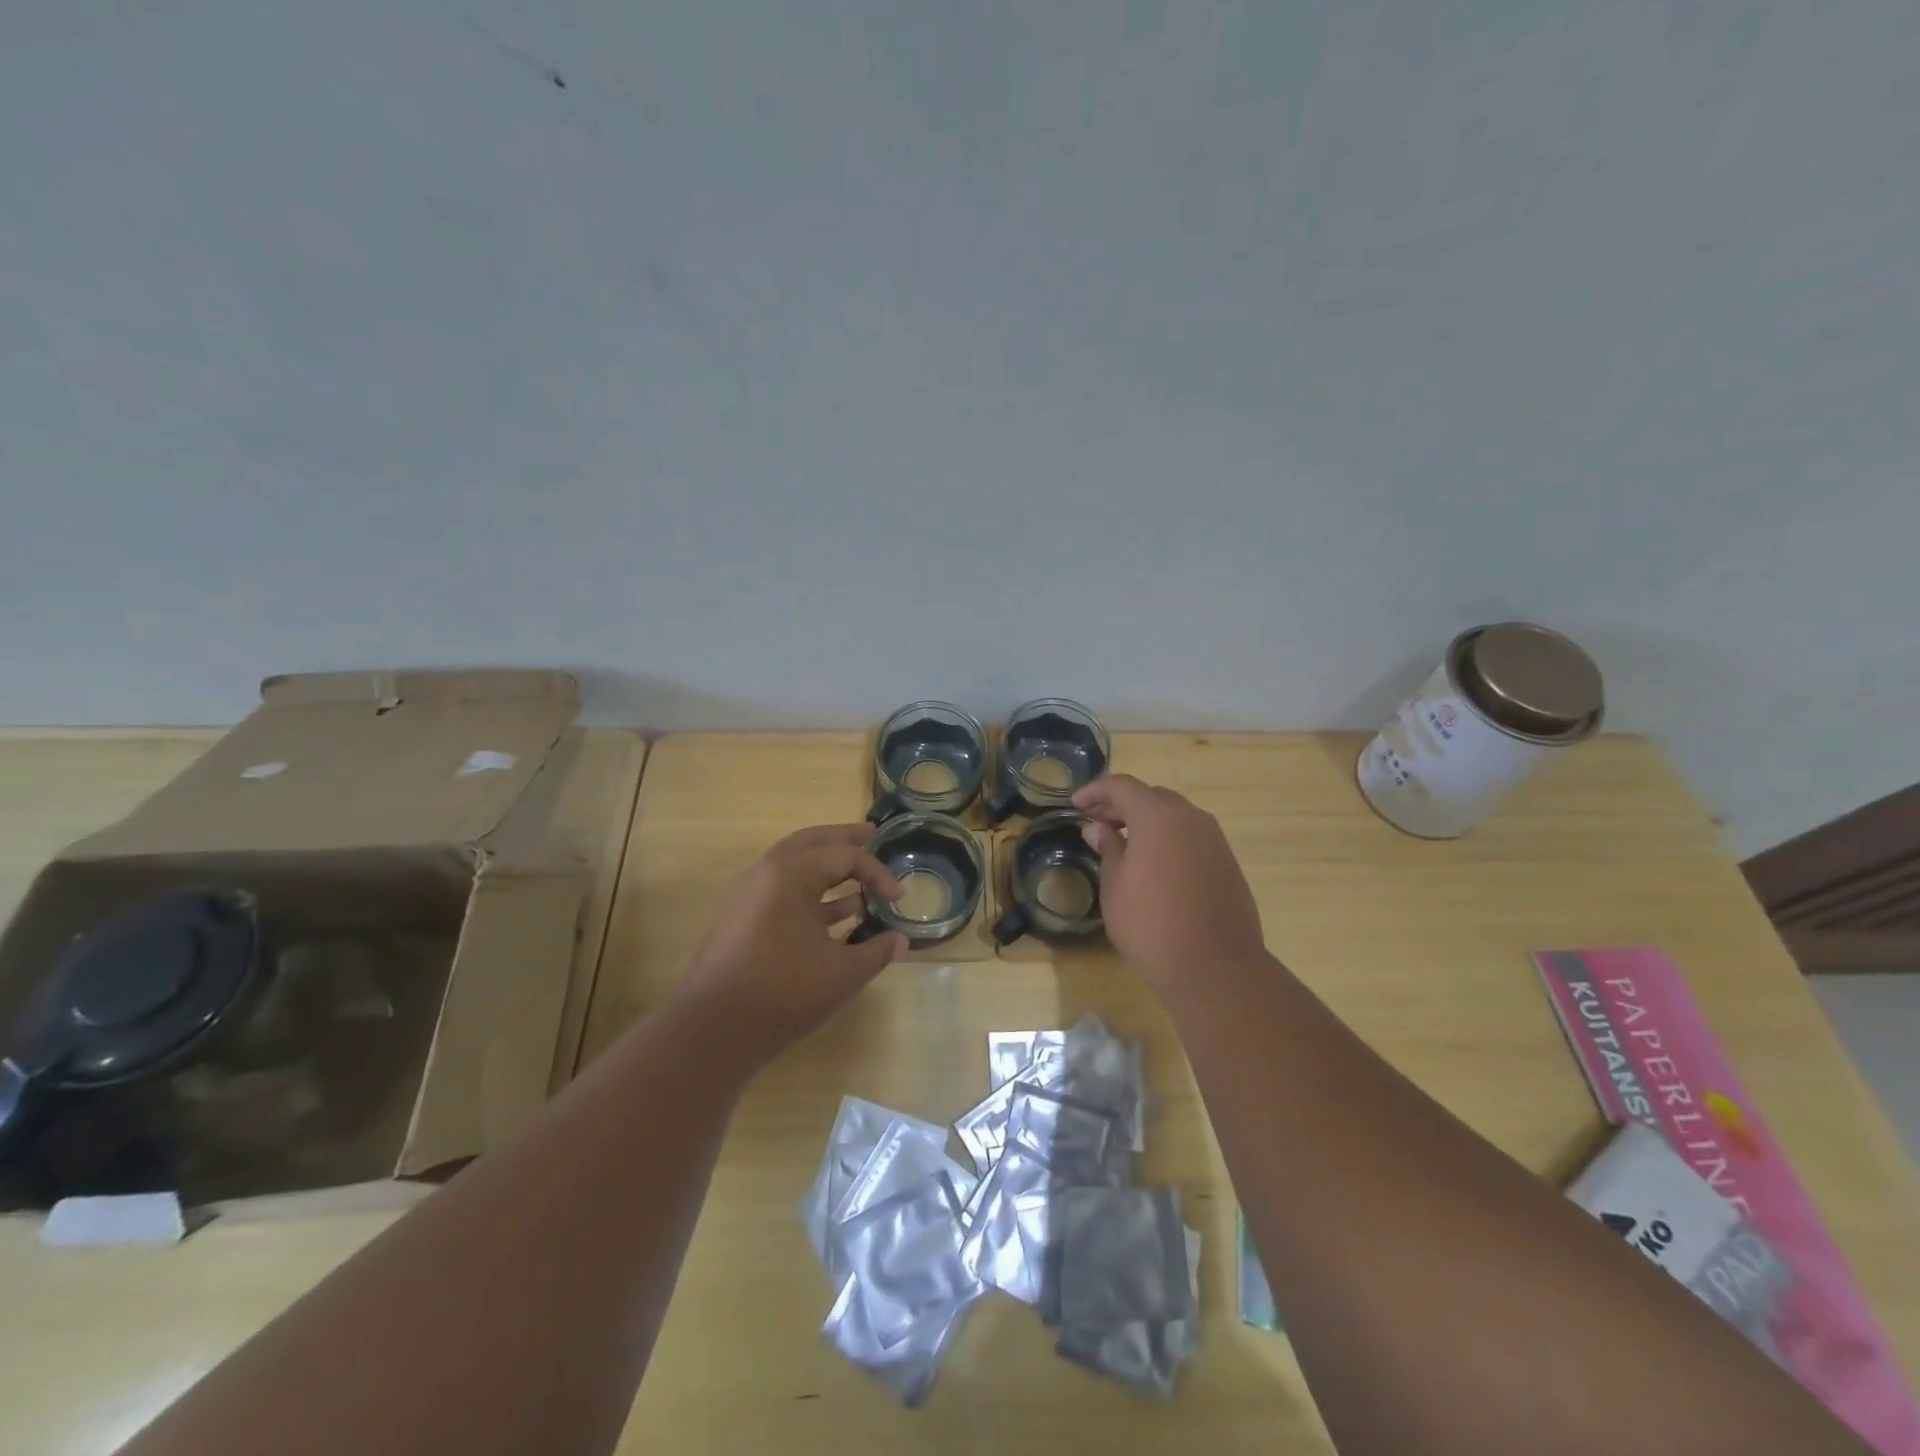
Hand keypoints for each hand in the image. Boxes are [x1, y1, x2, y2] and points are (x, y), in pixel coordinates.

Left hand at [678, 824, 906, 1059]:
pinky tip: (835, 916)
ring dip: (827, 868)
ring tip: (857, 879)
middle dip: (843, 839)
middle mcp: (766, 873)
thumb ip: (876, 952)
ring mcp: (749, 896)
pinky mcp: (742, 921)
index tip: (899, 898)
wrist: (712, 1030)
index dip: (878, 874)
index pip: (845, 856)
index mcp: (791, 873)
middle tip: (870, 834)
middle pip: (812, 843)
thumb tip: (900, 941)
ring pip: (795, 867)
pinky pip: (783, 892)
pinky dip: (811, 894)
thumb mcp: (842, 973)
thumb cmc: (783, 991)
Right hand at [1074, 774, 1266, 1000]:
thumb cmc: (1151, 923)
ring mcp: (1214, 840)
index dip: (1095, 791)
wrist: (1215, 966)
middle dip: (1122, 806)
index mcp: (1158, 816)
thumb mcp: (1115, 885)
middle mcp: (1190, 818)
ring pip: (1175, 816)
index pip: (1122, 786)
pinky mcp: (1228, 863)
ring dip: (1148, 822)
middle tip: (1097, 825)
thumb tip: (1099, 829)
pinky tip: (1155, 866)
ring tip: (1124, 846)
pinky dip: (1169, 840)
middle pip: (1151, 797)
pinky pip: (1192, 838)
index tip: (1075, 805)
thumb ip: (1108, 849)